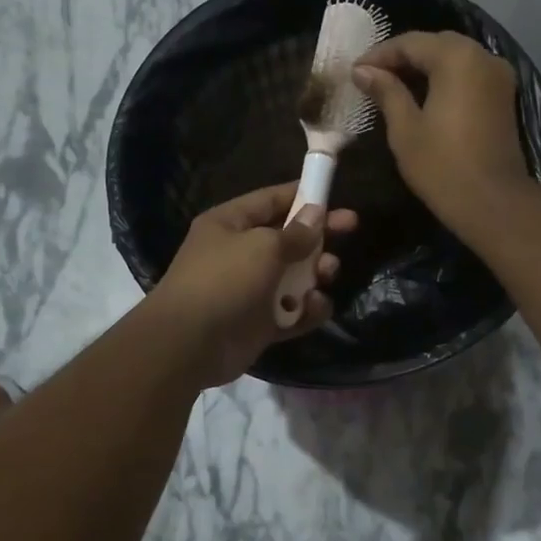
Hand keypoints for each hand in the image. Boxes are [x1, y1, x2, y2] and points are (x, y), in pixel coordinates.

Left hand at [147, 182, 356, 386]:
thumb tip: (316, 214)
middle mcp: (240, 254)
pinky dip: (306, 310)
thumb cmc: (224, 280)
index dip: (303, 196)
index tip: (335, 197)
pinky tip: (314, 308)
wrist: (189, 343)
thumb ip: (295, 233)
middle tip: (350, 230)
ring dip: (315, 274)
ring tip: (326, 275)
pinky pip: (292, 311)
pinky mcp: (259, 323)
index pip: (271, 200)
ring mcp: (250, 290)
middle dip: (318, 236)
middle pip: (288, 239)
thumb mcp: (263, 247)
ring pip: (294, 277)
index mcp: (230, 224)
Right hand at [353, 31, 531, 232]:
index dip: (379, 55)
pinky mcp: (504, 97)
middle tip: (372, 77)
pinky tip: (423, 97)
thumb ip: (386, 92)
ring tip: (393, 87)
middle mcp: (483, 56)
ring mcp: (499, 76)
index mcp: (457, 58)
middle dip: (403, 58)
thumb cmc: (442, 166)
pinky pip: (469, 76)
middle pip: (436, 45)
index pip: (410, 43)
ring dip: (424, 68)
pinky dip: (445, 80)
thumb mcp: (405, 129)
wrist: (492, 202)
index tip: (355, 72)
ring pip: (455, 59)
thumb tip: (363, 71)